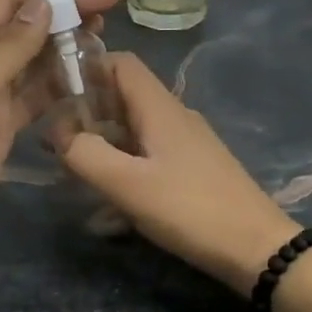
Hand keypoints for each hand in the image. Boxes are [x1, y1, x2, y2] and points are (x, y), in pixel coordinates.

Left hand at [0, 0, 118, 252]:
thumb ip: (12, 45)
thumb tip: (43, 2)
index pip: (9, 1)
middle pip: (28, 27)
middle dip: (67, 10)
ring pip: (37, 59)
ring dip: (68, 43)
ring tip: (106, 29)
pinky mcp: (6, 122)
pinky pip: (39, 93)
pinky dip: (62, 81)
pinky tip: (89, 72)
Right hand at [57, 53, 299, 294]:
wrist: (256, 247)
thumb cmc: (189, 209)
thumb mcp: (127, 184)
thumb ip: (85, 154)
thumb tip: (59, 132)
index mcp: (159, 108)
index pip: (120, 63)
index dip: (86, 68)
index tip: (54, 92)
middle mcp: (174, 116)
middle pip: (124, 96)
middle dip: (87, 113)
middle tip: (55, 140)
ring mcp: (187, 143)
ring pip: (134, 130)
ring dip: (103, 144)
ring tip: (74, 171)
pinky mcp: (193, 169)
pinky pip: (149, 156)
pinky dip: (124, 167)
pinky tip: (109, 206)